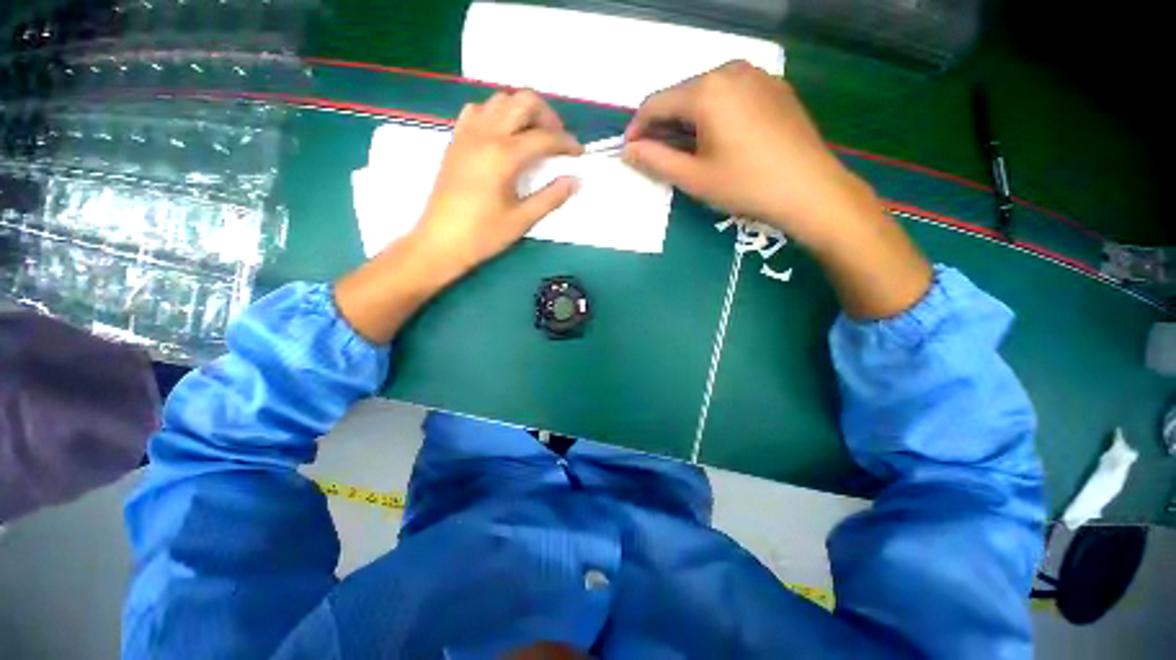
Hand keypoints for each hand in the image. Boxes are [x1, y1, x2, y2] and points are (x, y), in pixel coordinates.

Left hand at [336, 90, 581, 343]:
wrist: (440, 241)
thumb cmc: (483, 235)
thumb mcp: (522, 220)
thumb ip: (551, 197)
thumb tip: (575, 180)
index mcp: (504, 156)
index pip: (544, 137)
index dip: (566, 143)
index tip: (579, 153)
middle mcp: (485, 134)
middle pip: (523, 102)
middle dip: (548, 116)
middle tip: (558, 140)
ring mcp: (467, 134)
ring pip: (500, 100)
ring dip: (522, 111)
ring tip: (533, 136)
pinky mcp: (456, 140)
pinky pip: (478, 110)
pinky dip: (496, 114)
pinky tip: (503, 136)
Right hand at [625, 61, 930, 318]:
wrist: (810, 189)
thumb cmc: (745, 185)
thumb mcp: (693, 177)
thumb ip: (655, 160)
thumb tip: (628, 150)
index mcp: (707, 90)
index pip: (655, 103)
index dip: (637, 128)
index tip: (629, 152)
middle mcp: (730, 70)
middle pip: (680, 95)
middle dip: (663, 125)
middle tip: (658, 157)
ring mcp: (756, 75)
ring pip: (705, 94)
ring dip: (687, 120)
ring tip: (688, 152)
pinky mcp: (773, 86)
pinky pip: (730, 95)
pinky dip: (713, 114)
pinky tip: (718, 140)